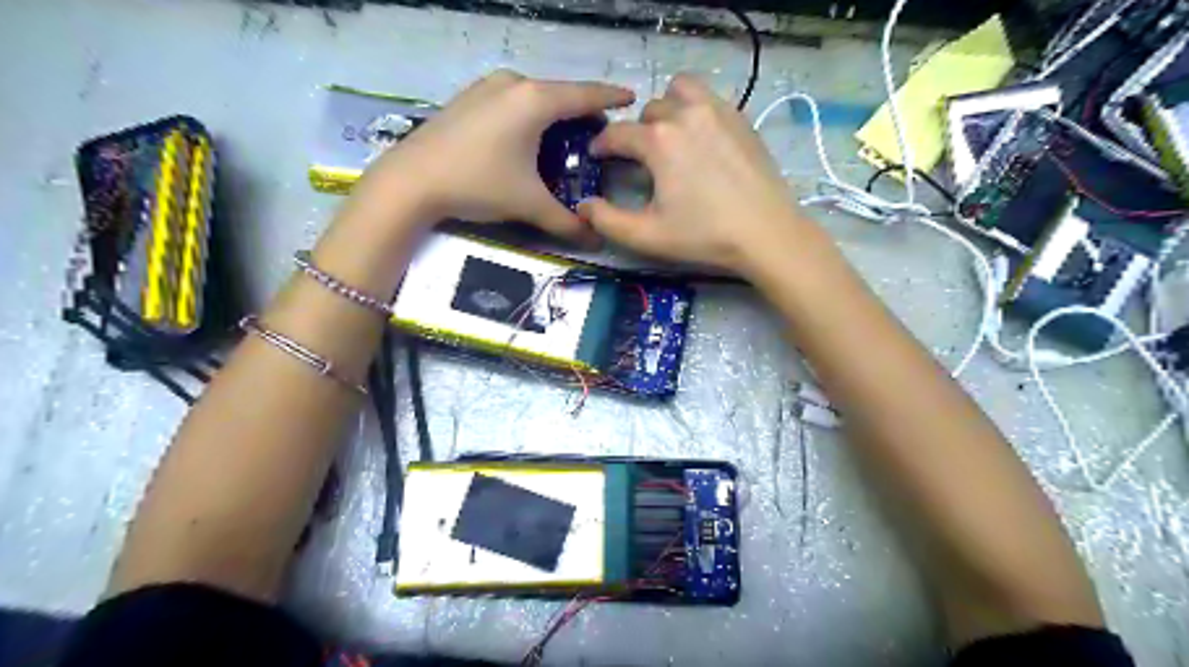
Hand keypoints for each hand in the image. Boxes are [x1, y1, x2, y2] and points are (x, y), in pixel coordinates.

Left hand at [353, 67, 635, 243]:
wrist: (411, 181)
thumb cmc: (478, 184)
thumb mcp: (528, 204)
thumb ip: (566, 221)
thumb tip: (595, 238)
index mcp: (535, 101)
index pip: (585, 94)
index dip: (611, 97)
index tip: (632, 99)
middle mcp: (514, 83)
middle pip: (560, 93)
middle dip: (583, 112)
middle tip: (598, 134)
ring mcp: (487, 87)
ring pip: (535, 96)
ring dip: (555, 113)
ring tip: (565, 137)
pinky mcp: (469, 98)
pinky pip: (513, 100)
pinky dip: (530, 114)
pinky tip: (528, 138)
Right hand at [576, 76, 806, 274]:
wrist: (766, 233)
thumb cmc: (704, 235)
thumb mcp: (647, 235)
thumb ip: (607, 221)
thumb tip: (583, 205)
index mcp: (659, 141)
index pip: (618, 134)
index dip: (602, 145)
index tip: (597, 156)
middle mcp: (685, 114)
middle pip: (648, 111)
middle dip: (637, 133)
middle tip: (640, 160)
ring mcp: (717, 111)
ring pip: (679, 91)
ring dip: (667, 109)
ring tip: (670, 138)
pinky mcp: (740, 118)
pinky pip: (708, 99)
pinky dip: (695, 110)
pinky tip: (699, 140)